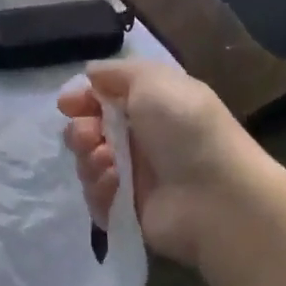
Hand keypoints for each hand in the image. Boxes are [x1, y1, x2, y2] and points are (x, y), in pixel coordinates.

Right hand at [58, 59, 266, 266]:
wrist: (218, 196)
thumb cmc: (185, 127)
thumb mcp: (153, 79)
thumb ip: (117, 73)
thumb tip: (91, 74)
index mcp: (149, 106)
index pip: (102, 99)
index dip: (81, 99)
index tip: (68, 104)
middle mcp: (140, 140)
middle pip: (89, 131)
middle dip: (79, 130)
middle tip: (89, 135)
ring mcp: (134, 178)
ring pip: (89, 164)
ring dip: (89, 158)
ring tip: (106, 160)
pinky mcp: (130, 212)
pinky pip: (98, 198)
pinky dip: (99, 189)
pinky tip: (114, 184)